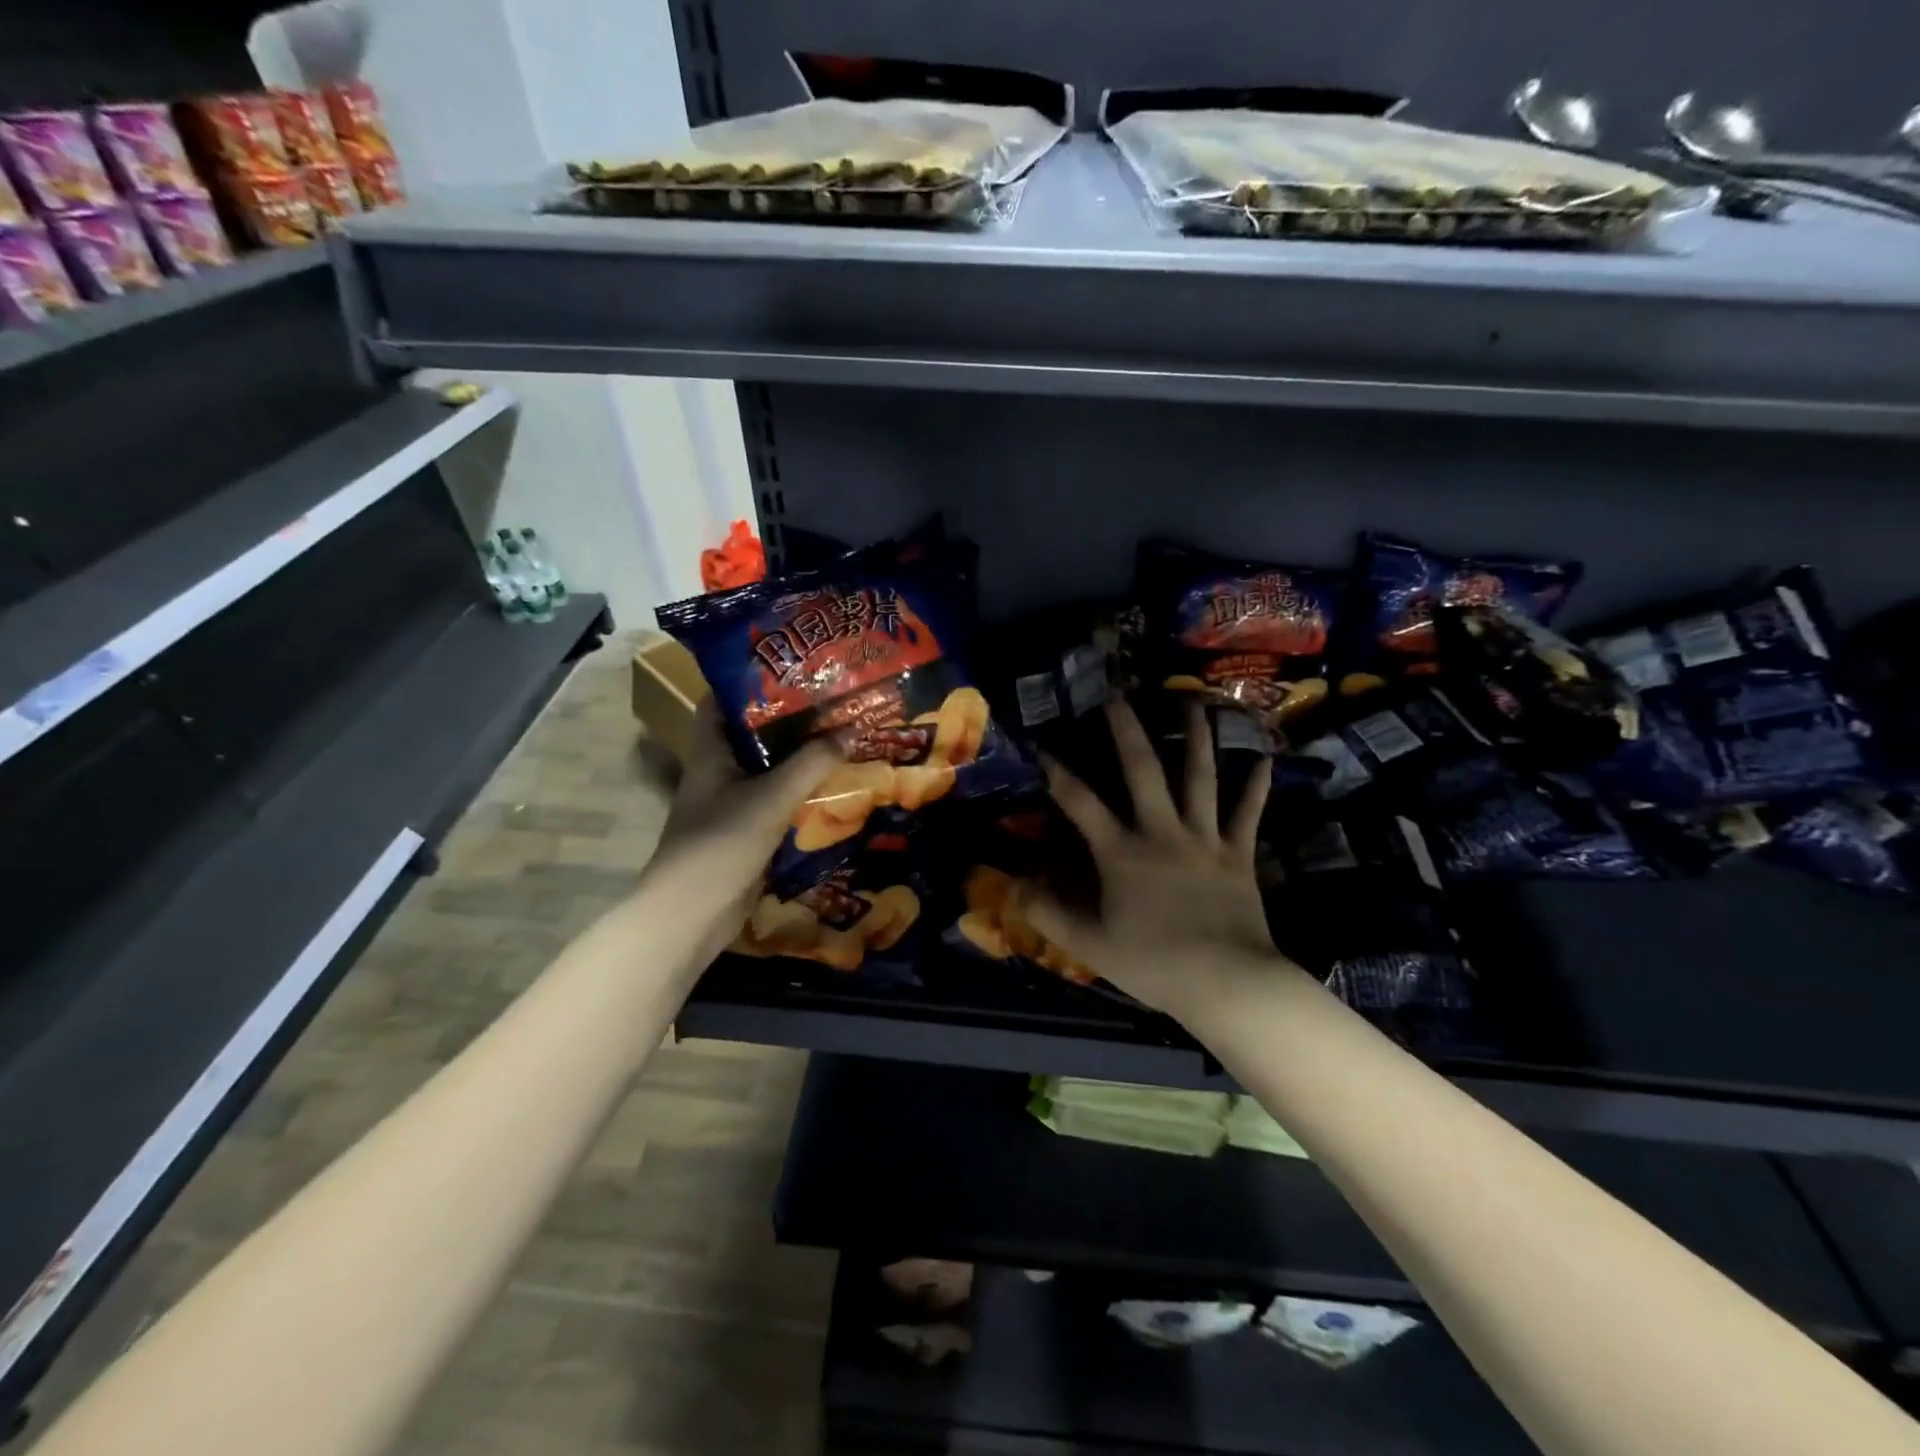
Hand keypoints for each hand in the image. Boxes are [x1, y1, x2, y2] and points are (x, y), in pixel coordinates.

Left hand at [645, 698, 839, 964]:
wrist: (693, 914)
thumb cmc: (722, 842)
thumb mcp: (772, 796)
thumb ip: (812, 763)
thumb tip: (852, 729)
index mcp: (711, 751)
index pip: (722, 700)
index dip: (750, 679)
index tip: (790, 665)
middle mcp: (719, 770)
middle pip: (754, 733)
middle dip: (790, 717)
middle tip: (832, 698)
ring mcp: (732, 802)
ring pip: (769, 768)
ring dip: (800, 755)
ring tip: (842, 732)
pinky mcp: (747, 830)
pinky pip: (778, 800)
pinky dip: (802, 790)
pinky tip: (834, 782)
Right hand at [1027, 699, 1287, 1017]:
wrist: (1228, 983)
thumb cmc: (1154, 963)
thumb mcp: (1090, 945)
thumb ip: (1049, 913)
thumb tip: (1013, 885)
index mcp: (1122, 852)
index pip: (1081, 803)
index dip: (1057, 773)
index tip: (1042, 746)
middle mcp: (1162, 832)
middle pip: (1143, 771)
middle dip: (1127, 731)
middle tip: (1117, 696)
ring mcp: (1205, 839)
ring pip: (1200, 778)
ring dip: (1196, 738)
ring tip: (1194, 703)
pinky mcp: (1238, 854)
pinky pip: (1247, 814)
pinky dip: (1255, 786)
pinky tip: (1263, 759)